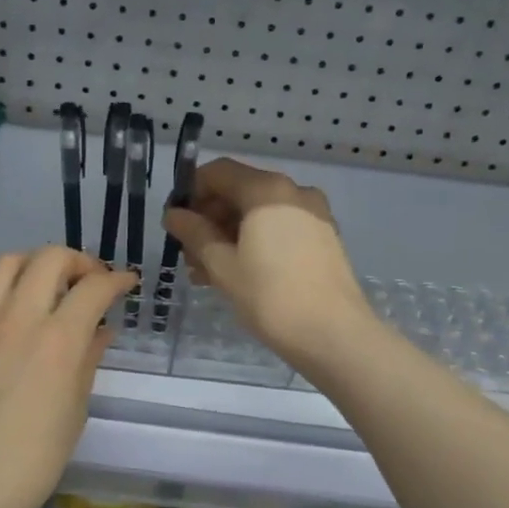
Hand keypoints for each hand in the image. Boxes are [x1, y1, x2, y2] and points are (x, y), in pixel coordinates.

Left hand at [0, 247, 136, 507]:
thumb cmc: (36, 456)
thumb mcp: (76, 407)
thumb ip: (88, 358)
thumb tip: (99, 330)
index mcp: (57, 340)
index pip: (93, 287)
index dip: (116, 279)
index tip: (126, 283)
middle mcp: (18, 318)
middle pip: (50, 258)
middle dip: (78, 261)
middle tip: (90, 282)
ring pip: (8, 263)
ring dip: (37, 264)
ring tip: (51, 286)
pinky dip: (10, 293)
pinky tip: (20, 321)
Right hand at [163, 158, 375, 368]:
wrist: (334, 335)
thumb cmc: (270, 297)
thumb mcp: (222, 265)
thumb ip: (195, 234)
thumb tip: (174, 214)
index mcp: (267, 190)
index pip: (218, 172)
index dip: (190, 192)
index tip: (175, 222)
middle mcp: (294, 192)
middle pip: (240, 191)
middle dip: (209, 218)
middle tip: (189, 255)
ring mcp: (313, 215)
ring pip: (259, 213)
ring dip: (229, 235)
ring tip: (207, 272)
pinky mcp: (324, 238)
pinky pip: (279, 228)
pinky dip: (255, 242)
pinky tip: (239, 274)